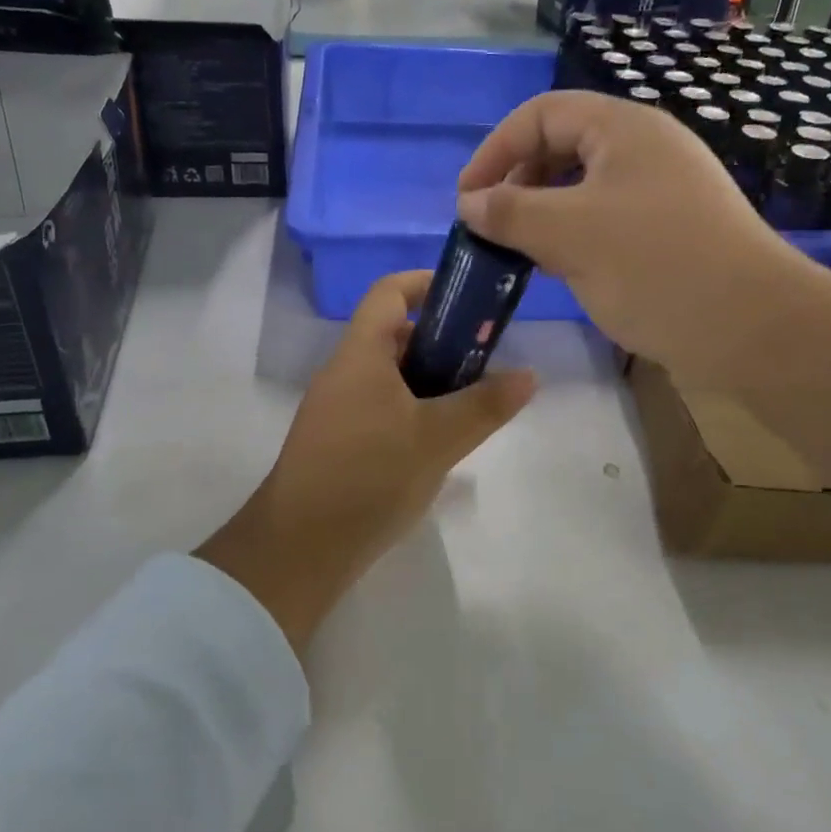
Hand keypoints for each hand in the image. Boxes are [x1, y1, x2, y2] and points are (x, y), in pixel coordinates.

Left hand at [197, 271, 535, 652]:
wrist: (302, 548)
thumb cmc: (369, 477)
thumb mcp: (438, 439)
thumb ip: (485, 405)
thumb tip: (529, 374)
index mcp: (361, 354)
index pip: (390, 292)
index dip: (427, 283)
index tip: (470, 297)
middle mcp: (344, 372)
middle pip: (394, 334)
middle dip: (442, 339)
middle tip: (486, 361)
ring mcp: (337, 408)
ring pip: (390, 374)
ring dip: (431, 378)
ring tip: (472, 402)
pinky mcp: (338, 440)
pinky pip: (381, 405)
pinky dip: (413, 407)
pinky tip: (440, 440)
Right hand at [456, 90, 809, 388]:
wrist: (752, 327)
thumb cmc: (655, 267)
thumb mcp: (569, 235)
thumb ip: (511, 212)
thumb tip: (469, 203)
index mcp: (624, 129)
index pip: (542, 115)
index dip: (496, 150)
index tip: (466, 200)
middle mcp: (645, 150)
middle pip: (563, 147)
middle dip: (519, 183)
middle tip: (493, 228)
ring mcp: (663, 192)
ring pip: (584, 189)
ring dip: (544, 215)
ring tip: (519, 252)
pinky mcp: (671, 232)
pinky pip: (607, 220)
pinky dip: (574, 237)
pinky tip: (559, 270)